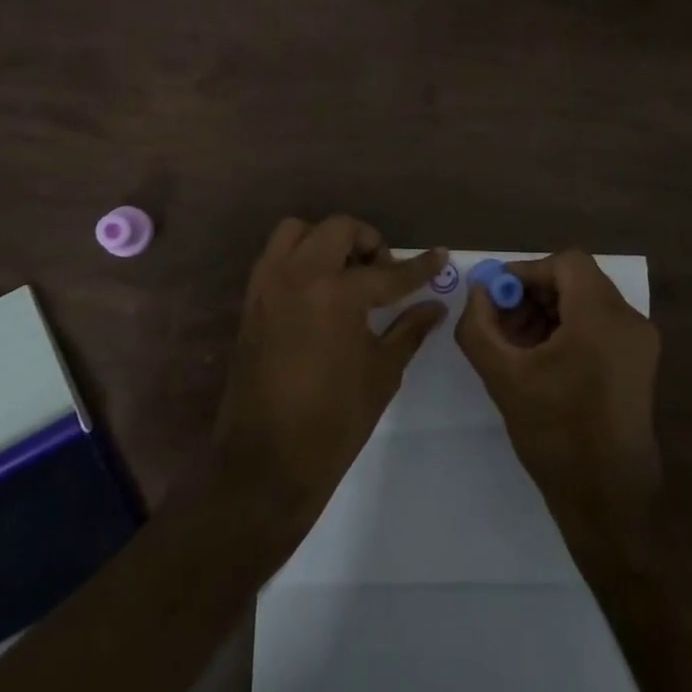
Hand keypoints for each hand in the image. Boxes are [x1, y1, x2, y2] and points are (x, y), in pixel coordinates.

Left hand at [213, 216, 446, 527]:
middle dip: (369, 242)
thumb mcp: (382, 372)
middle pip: (338, 229)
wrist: (266, 461)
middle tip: (384, 273)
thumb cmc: (334, 421)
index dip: (420, 267)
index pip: (388, 272)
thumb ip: (409, 329)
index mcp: (336, 293)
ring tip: (346, 274)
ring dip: (327, 241)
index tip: (440, 256)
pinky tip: (319, 292)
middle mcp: (299, 275)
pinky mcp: (251, 301)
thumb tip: (435, 306)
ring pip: (297, 231)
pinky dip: (300, 258)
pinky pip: (276, 257)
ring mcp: (268, 285)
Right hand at [456, 249, 661, 548]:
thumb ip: (479, 325)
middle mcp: (629, 320)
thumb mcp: (502, 376)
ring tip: (515, 345)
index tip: (495, 297)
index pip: (565, 263)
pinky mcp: (639, 364)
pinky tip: (540, 360)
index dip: (525, 272)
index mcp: (602, 317)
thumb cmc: (555, 434)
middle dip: (533, 294)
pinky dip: (567, 329)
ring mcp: (639, 343)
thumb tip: (477, 291)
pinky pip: (599, 326)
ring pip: (587, 302)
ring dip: (547, 312)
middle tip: (500, 322)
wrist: (607, 500)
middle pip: (576, 281)